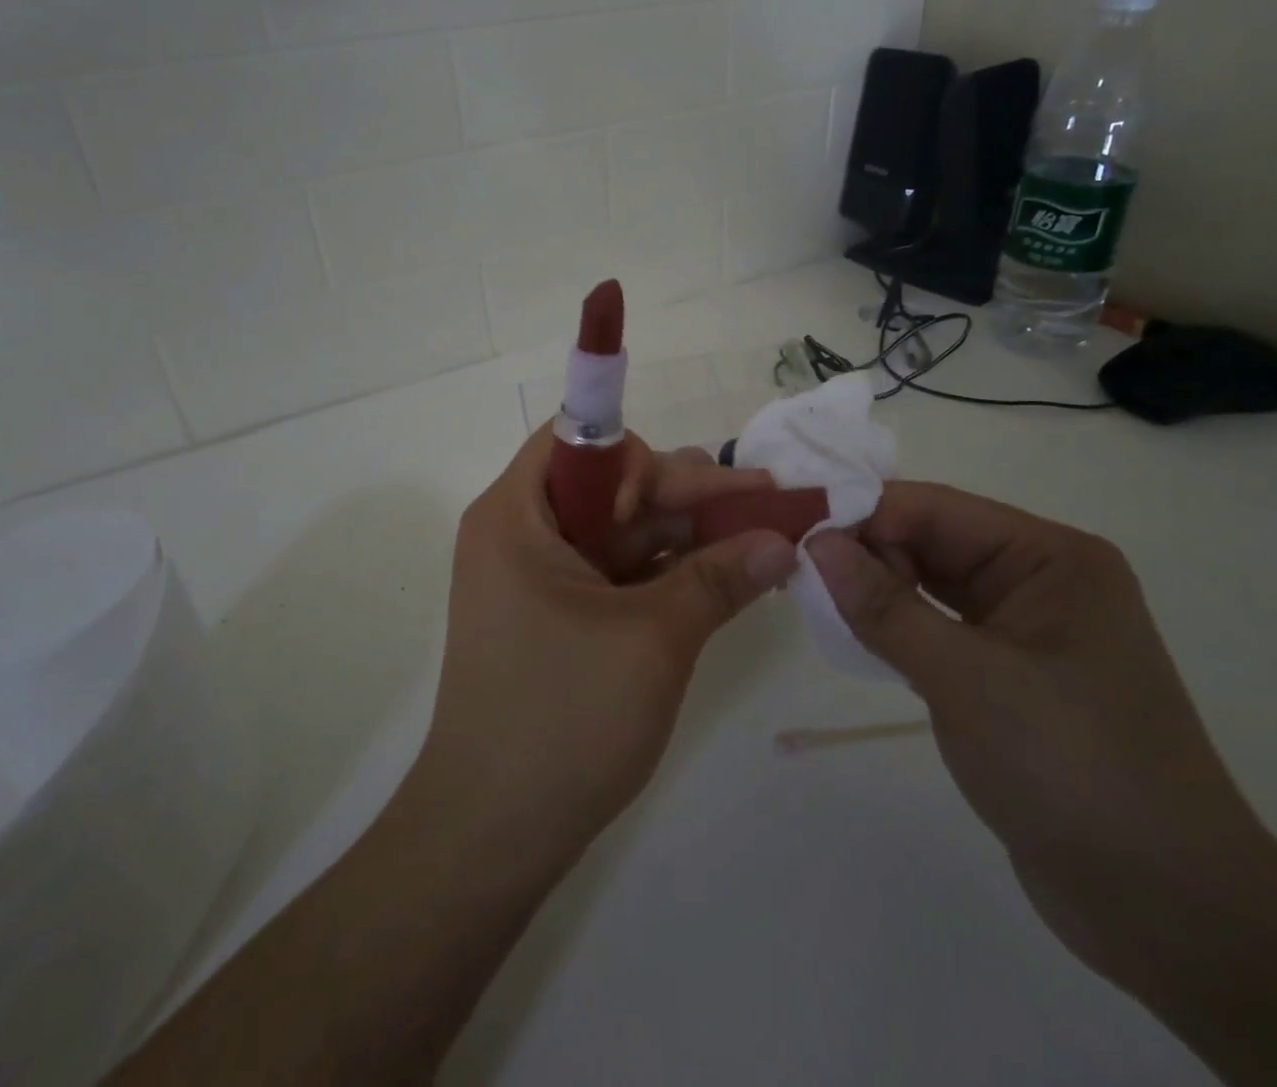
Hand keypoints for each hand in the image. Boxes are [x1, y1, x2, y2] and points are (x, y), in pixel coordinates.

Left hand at [415, 427, 796, 862]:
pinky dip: (665, 573)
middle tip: (762, 503)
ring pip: (618, 532)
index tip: (697, 494)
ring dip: (684, 534)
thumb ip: (719, 579)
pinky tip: (721, 577)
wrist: (492, 834)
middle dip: (684, 496)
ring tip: (756, 536)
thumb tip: (783, 539)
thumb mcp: (653, 639)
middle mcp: (519, 534)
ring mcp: (536, 578)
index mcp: (516, 515)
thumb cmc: (562, 718)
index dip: (642, 457)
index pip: (580, 443)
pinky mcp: (555, 617)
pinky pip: (615, 573)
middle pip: (608, 487)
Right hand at [804, 485, 1276, 1000]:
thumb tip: (816, 542)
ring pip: (931, 585)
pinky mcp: (1011, 675)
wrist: (1170, 912)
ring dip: (877, 590)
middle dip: (866, 552)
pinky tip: (854, 635)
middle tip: (797, 572)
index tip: (795, 531)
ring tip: (814, 600)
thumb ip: (883, 605)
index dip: (863, 513)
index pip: (935, 508)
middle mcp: (1040, 579)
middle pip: (932, 541)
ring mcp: (1027, 629)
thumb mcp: (965, 678)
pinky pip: (940, 628)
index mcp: (1050, 557)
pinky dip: (896, 627)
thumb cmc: (1072, 768)